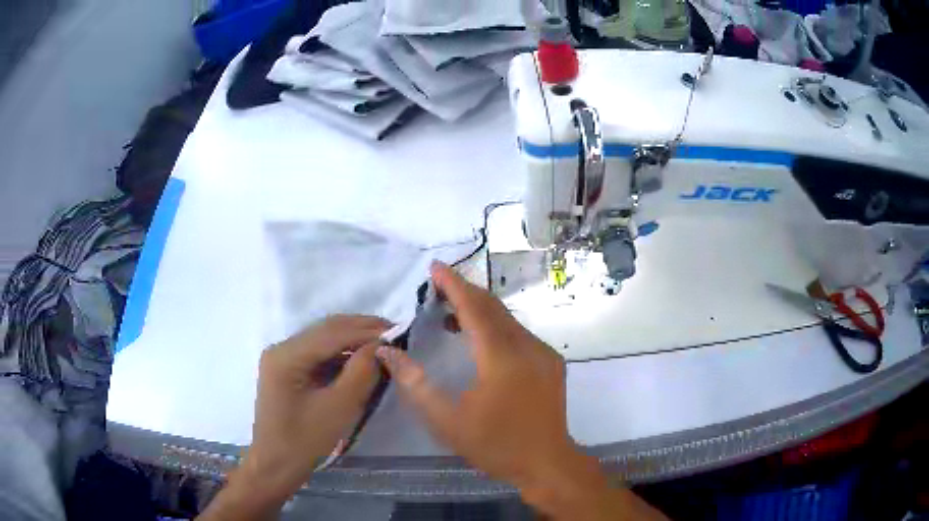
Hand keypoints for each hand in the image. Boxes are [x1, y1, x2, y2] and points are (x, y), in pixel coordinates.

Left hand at [200, 315, 388, 519]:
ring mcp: (283, 359)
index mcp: (286, 355)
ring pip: (323, 340)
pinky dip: (341, 354)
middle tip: (395, 332)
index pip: (332, 333)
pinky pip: (318, 354)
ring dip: (352, 340)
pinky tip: (361, 358)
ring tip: (383, 343)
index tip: (399, 330)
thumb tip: (382, 346)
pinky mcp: (287, 371)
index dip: (367, 330)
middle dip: (361, 329)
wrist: (276, 466)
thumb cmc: (305, 441)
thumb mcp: (338, 407)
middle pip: (326, 330)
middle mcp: (281, 349)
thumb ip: (361, 372)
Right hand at [377, 263, 666, 520]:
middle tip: (438, 285)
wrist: (546, 463)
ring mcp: (543, 353)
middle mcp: (527, 347)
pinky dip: (496, 327)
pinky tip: (480, 340)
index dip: (453, 285)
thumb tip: (389, 352)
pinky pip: (519, 334)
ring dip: (480, 310)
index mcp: (501, 358)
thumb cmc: (495, 444)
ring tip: (450, 313)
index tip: (436, 267)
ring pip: (507, 319)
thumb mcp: (447, 420)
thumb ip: (415, 383)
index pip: (474, 309)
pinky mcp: (551, 362)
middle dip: (465, 291)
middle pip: (493, 307)